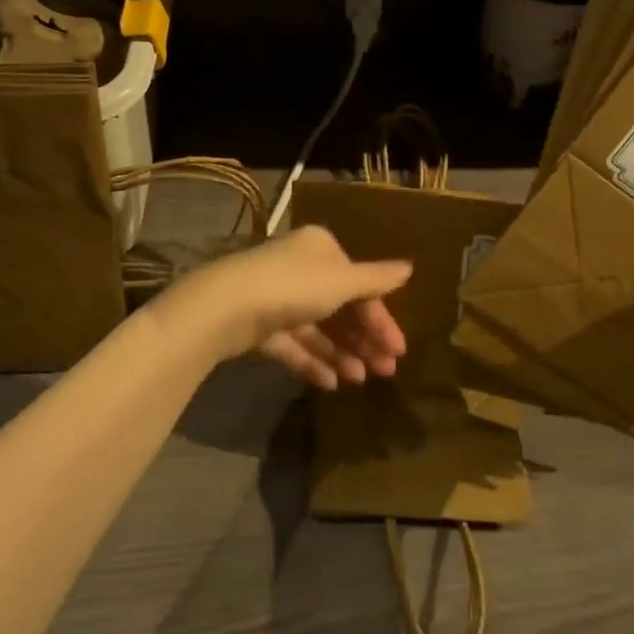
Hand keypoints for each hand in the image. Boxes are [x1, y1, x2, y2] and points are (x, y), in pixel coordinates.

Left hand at [164, 226, 410, 389]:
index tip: (398, 350)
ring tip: (359, 381)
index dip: (381, 318)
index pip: (360, 284)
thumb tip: (409, 268)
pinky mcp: (258, 327)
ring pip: (318, 329)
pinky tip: (331, 383)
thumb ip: (376, 279)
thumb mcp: (342, 282)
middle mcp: (300, 270)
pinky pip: (293, 345)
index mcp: (321, 249)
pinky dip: (312, 361)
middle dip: (363, 340)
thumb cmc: (293, 286)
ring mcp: (277, 299)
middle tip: (385, 372)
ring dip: (341, 354)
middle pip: (340, 308)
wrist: (224, 308)